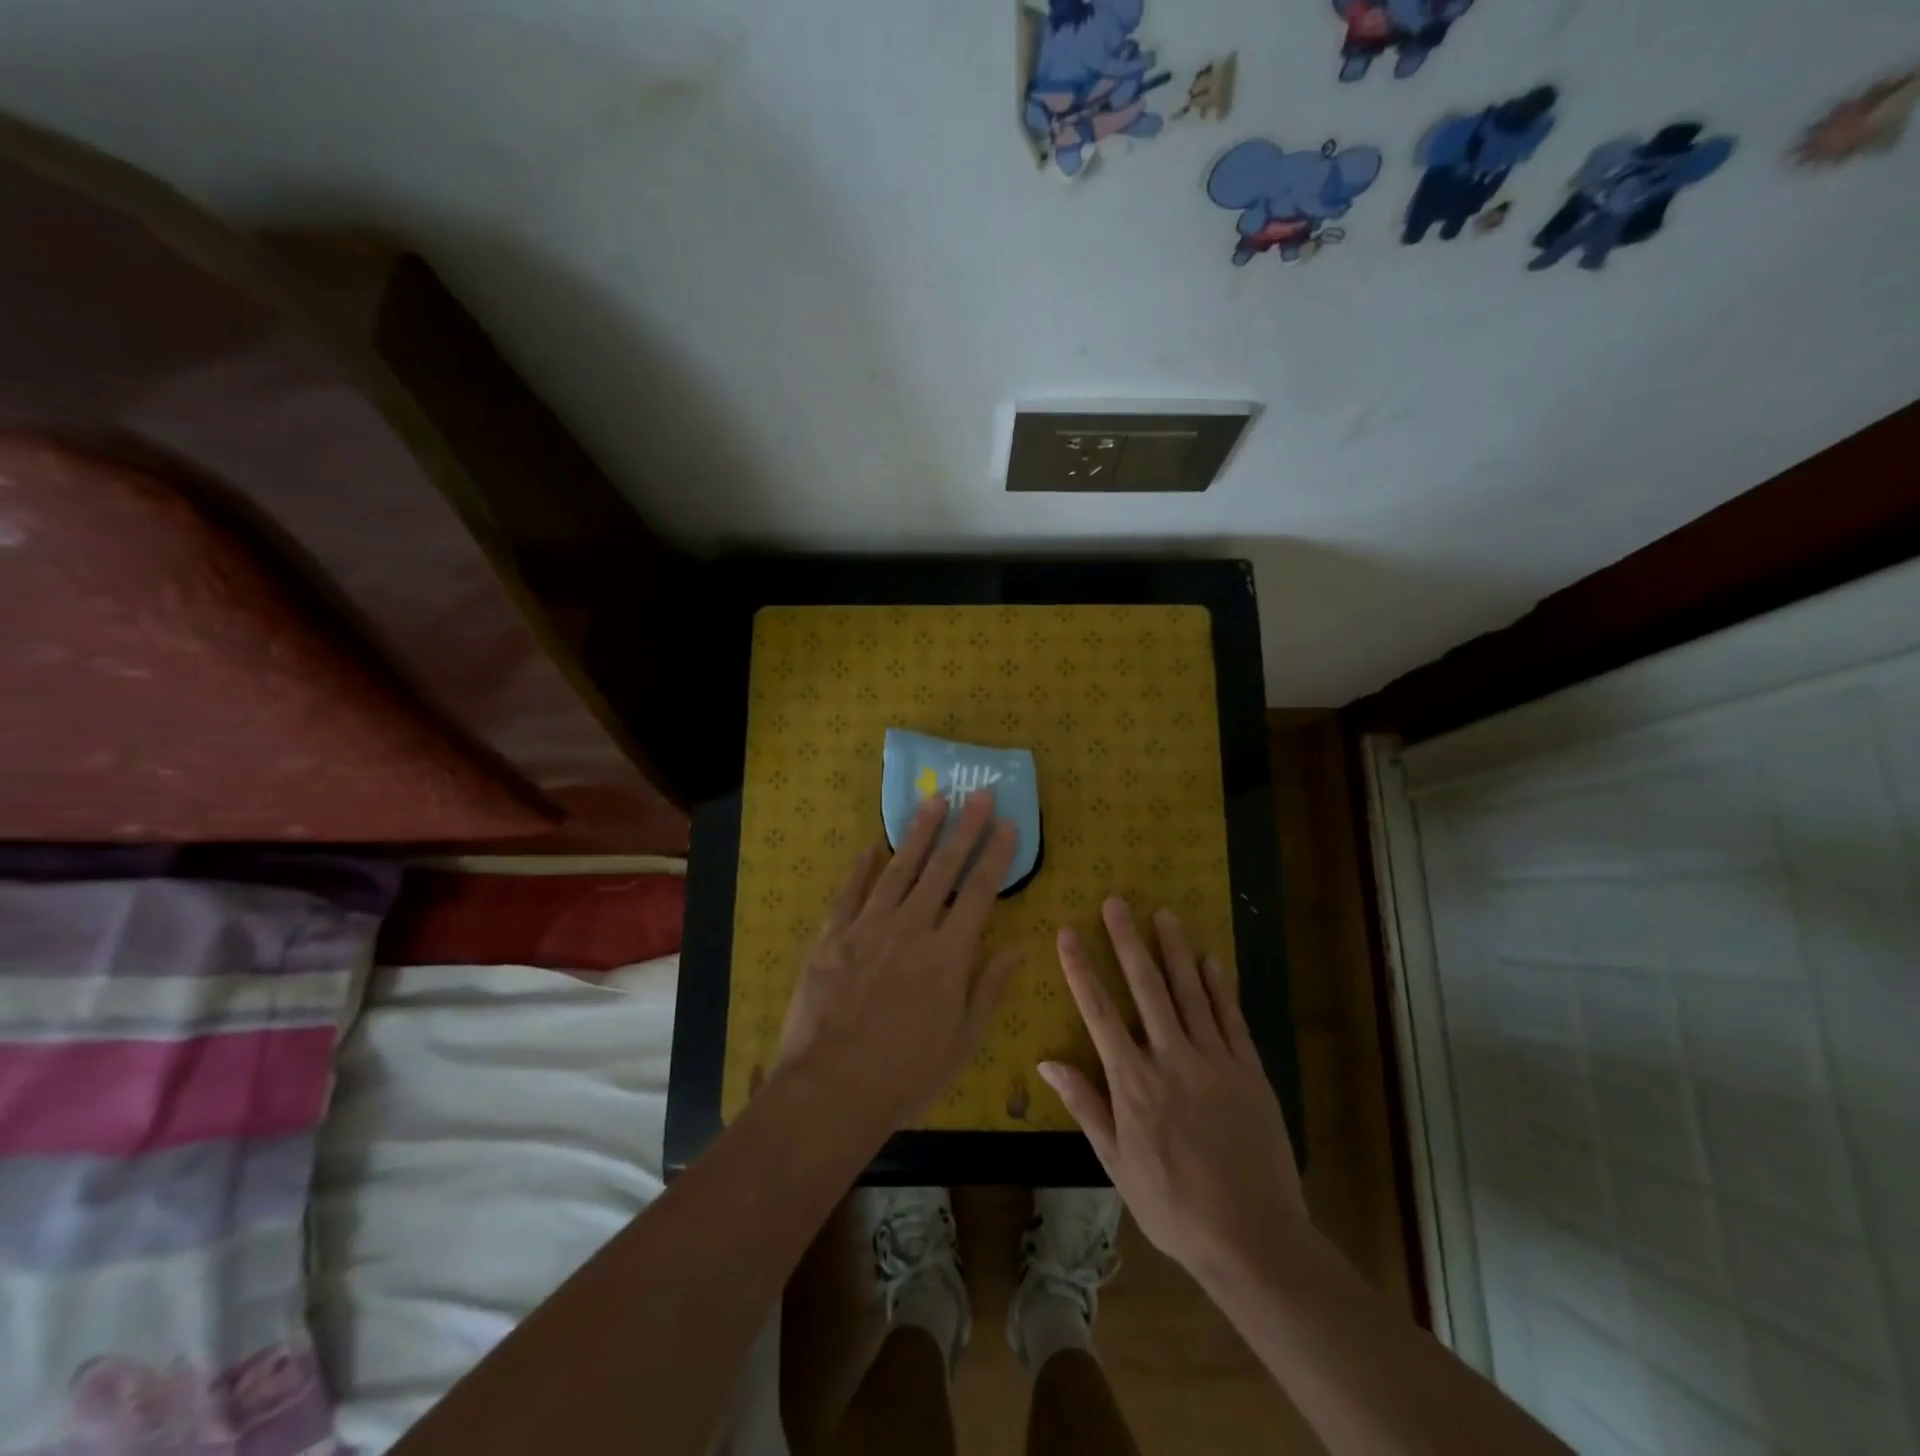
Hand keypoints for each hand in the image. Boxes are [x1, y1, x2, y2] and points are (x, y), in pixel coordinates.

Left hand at [779, 790, 1020, 1132]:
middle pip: (943, 868)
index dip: (996, 855)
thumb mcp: (962, 1042)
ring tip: (934, 802)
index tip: (1008, 824)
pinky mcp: (832, 936)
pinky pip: (851, 892)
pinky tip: (872, 846)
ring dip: (918, 833)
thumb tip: (1017, 946)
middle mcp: (911, 929)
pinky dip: (862, 867)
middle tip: (977, 794)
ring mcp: (868, 927)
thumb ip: (989, 989)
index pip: (980, 892)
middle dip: (964, 828)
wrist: (830, 1090)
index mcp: (948, 955)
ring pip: (899, 869)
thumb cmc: (904, 1074)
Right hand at [1040, 898, 1307, 1282]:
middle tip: (1116, 902)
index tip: (1068, 933)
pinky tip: (1212, 959)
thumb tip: (1047, 1063)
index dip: (1081, 969)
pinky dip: (1221, 986)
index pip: (1099, 1013)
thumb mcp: (1117, 1165)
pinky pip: (1232, 1018)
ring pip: (1190, 992)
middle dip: (1127, 941)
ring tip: (1163, 913)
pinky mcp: (1249, 1071)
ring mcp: (1214, 1061)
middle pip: (1146, 988)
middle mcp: (1171, 1059)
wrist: (1254, 1239)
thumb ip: (1086, 1107)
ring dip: (1175, 950)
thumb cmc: (1174, 1207)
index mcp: (1133, 1083)